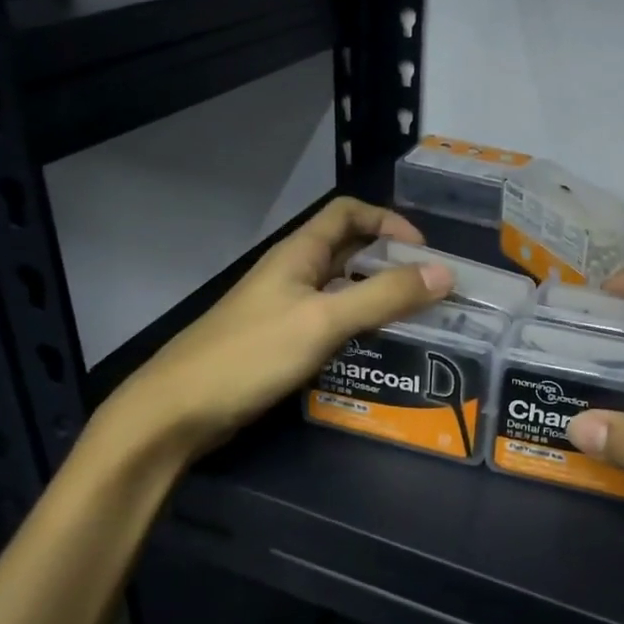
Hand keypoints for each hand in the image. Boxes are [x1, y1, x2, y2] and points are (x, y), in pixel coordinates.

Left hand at [91, 198, 451, 466]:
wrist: (178, 410)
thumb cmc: (251, 354)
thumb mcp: (324, 320)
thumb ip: (384, 296)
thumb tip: (444, 273)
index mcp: (299, 253)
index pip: (349, 213)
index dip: (388, 221)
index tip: (424, 252)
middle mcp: (293, 273)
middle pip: (349, 250)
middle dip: (389, 261)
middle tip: (428, 290)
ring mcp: (284, 309)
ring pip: (341, 289)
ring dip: (376, 296)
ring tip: (414, 321)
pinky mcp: (280, 342)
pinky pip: (328, 322)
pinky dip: (356, 327)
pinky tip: (375, 350)